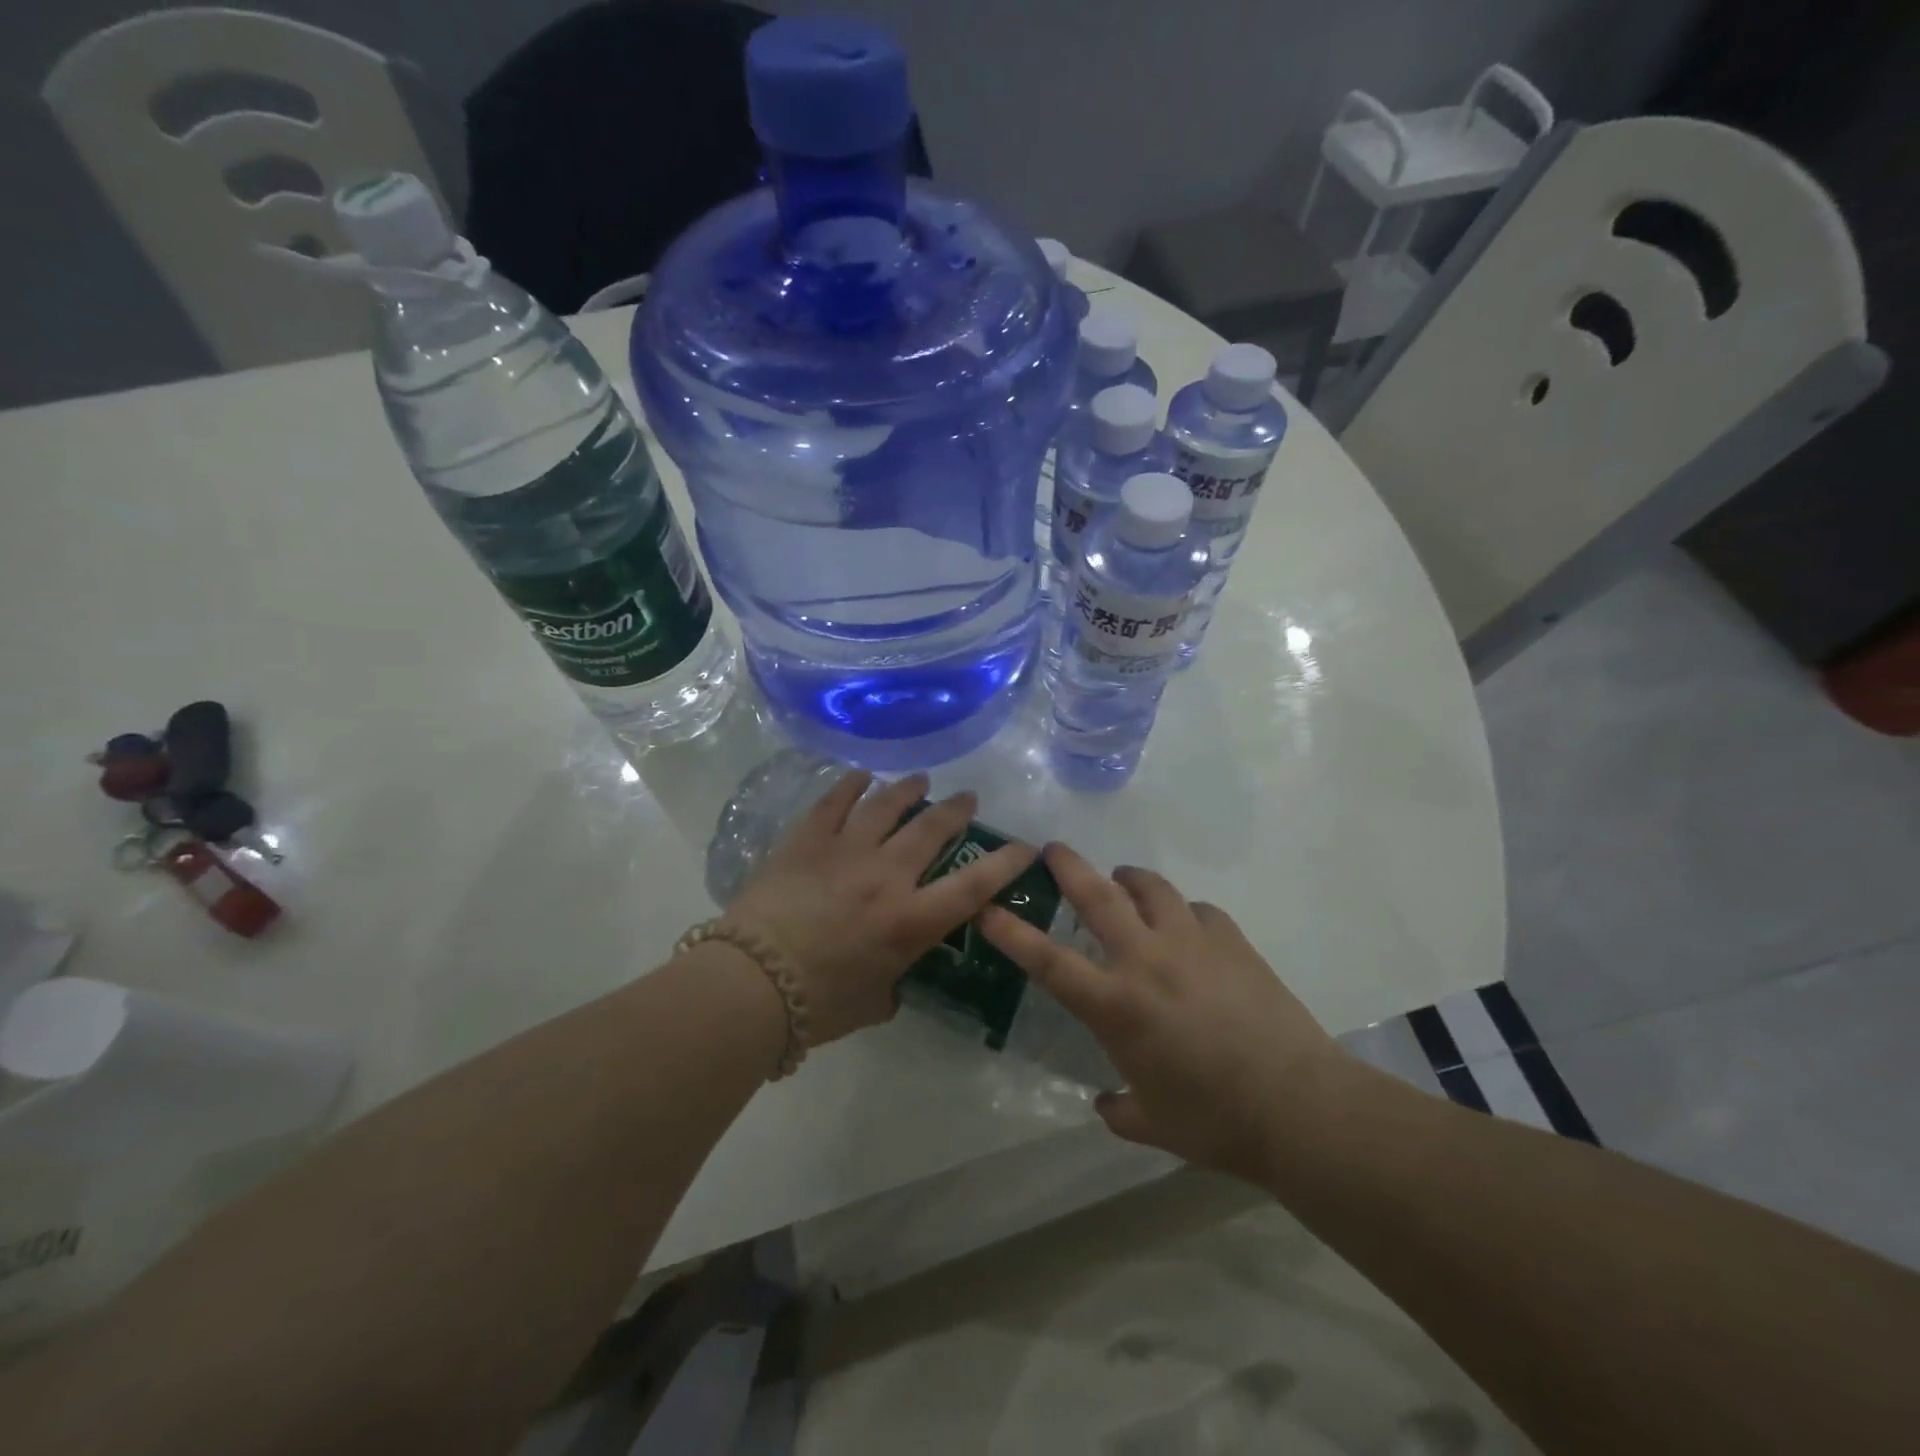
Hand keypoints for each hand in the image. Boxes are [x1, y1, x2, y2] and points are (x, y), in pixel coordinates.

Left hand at [727, 770, 1037, 1045]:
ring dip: (909, 789)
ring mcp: (846, 851)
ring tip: (920, 780)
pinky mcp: (807, 840)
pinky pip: (834, 802)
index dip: (1006, 863)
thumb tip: (892, 978)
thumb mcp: (874, 1002)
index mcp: (911, 921)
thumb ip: (893, 983)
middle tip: (966, 798)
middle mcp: (887, 875)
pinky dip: (851, 785)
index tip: (1026, 846)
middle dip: (956, 809)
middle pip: (932, 829)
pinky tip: (861, 777)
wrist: (752, 983)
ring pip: (887, 805)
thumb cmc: (819, 1004)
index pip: (974, 885)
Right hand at [980, 843, 1344, 1184]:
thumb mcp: (1154, 1125)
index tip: (987, 907)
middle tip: (1051, 848)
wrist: (1299, 1106)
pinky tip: (1187, 926)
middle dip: (1068, 866)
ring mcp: (1192, 942)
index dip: (1011, 932)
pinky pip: (1198, 910)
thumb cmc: (1216, 1121)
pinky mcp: (1232, 940)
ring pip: (1150, 888)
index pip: (1048, 961)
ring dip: (1128, 879)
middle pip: (1097, 896)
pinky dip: (1183, 912)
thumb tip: (1105, 1104)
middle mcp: (1146, 960)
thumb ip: (1120, 1110)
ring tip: (1123, 882)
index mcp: (1116, 1006)